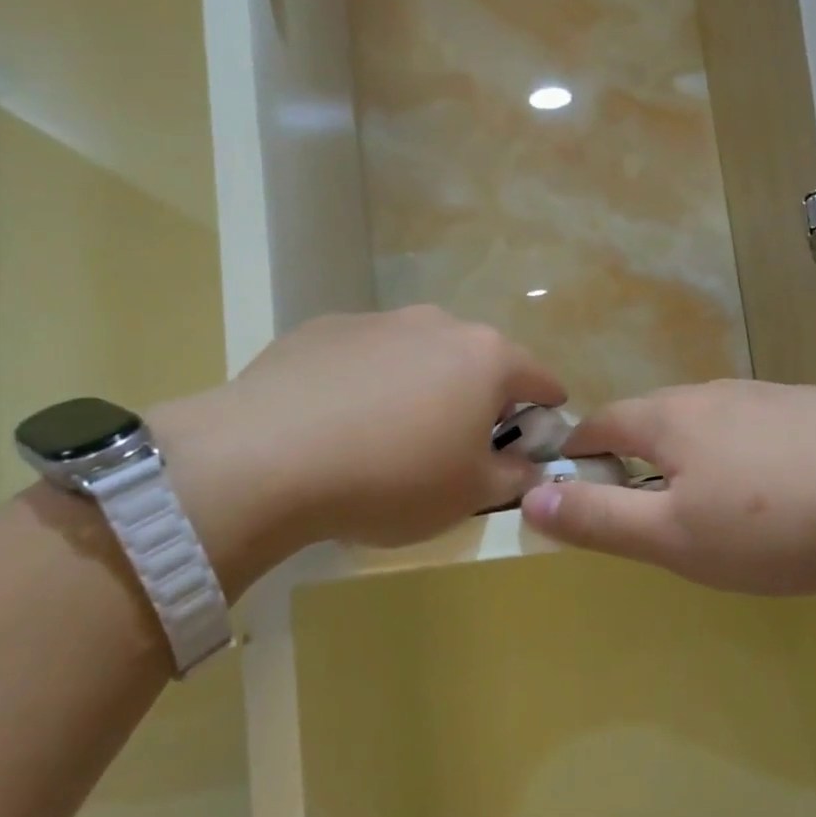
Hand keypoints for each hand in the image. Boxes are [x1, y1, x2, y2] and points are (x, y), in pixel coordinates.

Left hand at [158, 307, 563, 574]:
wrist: (268, 458)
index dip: (547, 410)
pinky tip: (338, 424)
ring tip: (390, 437)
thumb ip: (514, 476)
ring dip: (421, 388)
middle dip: (478, 399)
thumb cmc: (393, 478)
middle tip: (458, 446)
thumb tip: (528, 465)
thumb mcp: (470, 495)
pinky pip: (364, 358)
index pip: (540, 378)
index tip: (538, 437)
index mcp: (486, 358)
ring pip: (419, 355)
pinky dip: (367, 384)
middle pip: (477, 361)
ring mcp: (377, 321)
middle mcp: (437, 324)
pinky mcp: (321, 329)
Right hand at [520, 379, 815, 595]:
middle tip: (642, 505)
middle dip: (634, 455)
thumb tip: (530, 498)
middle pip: (655, 418)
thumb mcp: (672, 538)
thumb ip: (599, 520)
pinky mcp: (814, 409)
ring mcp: (769, 396)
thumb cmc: (772, 523)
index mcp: (671, 418)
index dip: (580, 451)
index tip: (573, 482)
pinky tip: (773, 487)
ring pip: (709, 421)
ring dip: (690, 453)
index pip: (603, 422)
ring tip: (707, 499)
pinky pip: (757, 427)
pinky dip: (742, 452)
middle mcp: (714, 393)